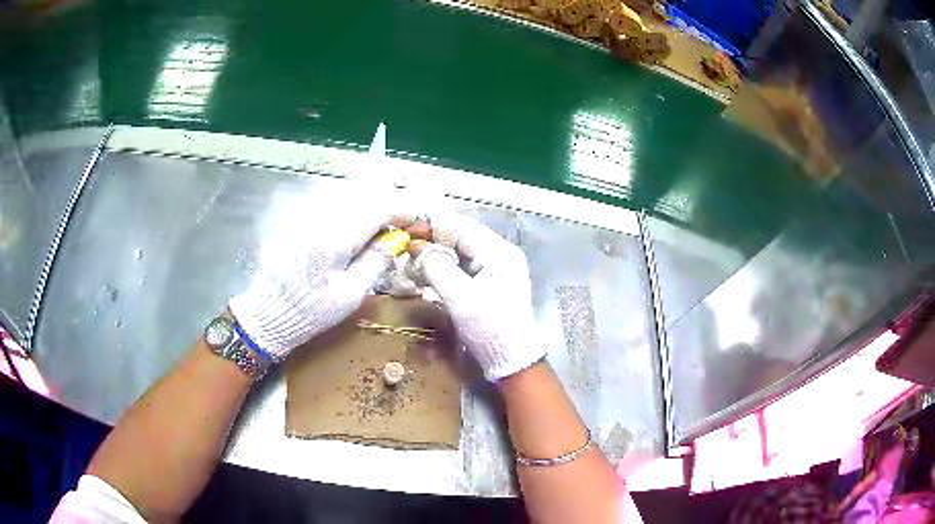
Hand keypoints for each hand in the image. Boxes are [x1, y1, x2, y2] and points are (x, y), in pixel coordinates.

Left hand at [229, 189, 397, 360]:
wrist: (266, 314)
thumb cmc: (310, 312)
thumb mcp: (350, 295)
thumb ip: (376, 261)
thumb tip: (398, 239)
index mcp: (334, 239)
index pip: (377, 208)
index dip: (402, 209)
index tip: (417, 220)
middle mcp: (318, 217)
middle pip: (362, 196)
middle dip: (386, 207)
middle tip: (398, 228)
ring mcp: (303, 213)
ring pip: (345, 196)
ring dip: (366, 207)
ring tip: (375, 230)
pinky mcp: (294, 216)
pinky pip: (327, 202)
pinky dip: (346, 210)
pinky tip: (348, 230)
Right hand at [409, 214, 544, 380]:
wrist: (511, 361)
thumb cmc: (490, 330)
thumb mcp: (461, 299)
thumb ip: (437, 269)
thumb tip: (417, 250)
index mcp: (499, 252)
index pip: (461, 227)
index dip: (431, 227)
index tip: (405, 233)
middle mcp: (499, 254)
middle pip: (459, 237)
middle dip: (431, 242)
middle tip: (404, 251)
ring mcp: (494, 268)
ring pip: (458, 251)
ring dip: (434, 256)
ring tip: (411, 264)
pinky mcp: (487, 282)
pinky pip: (461, 267)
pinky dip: (442, 269)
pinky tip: (425, 275)